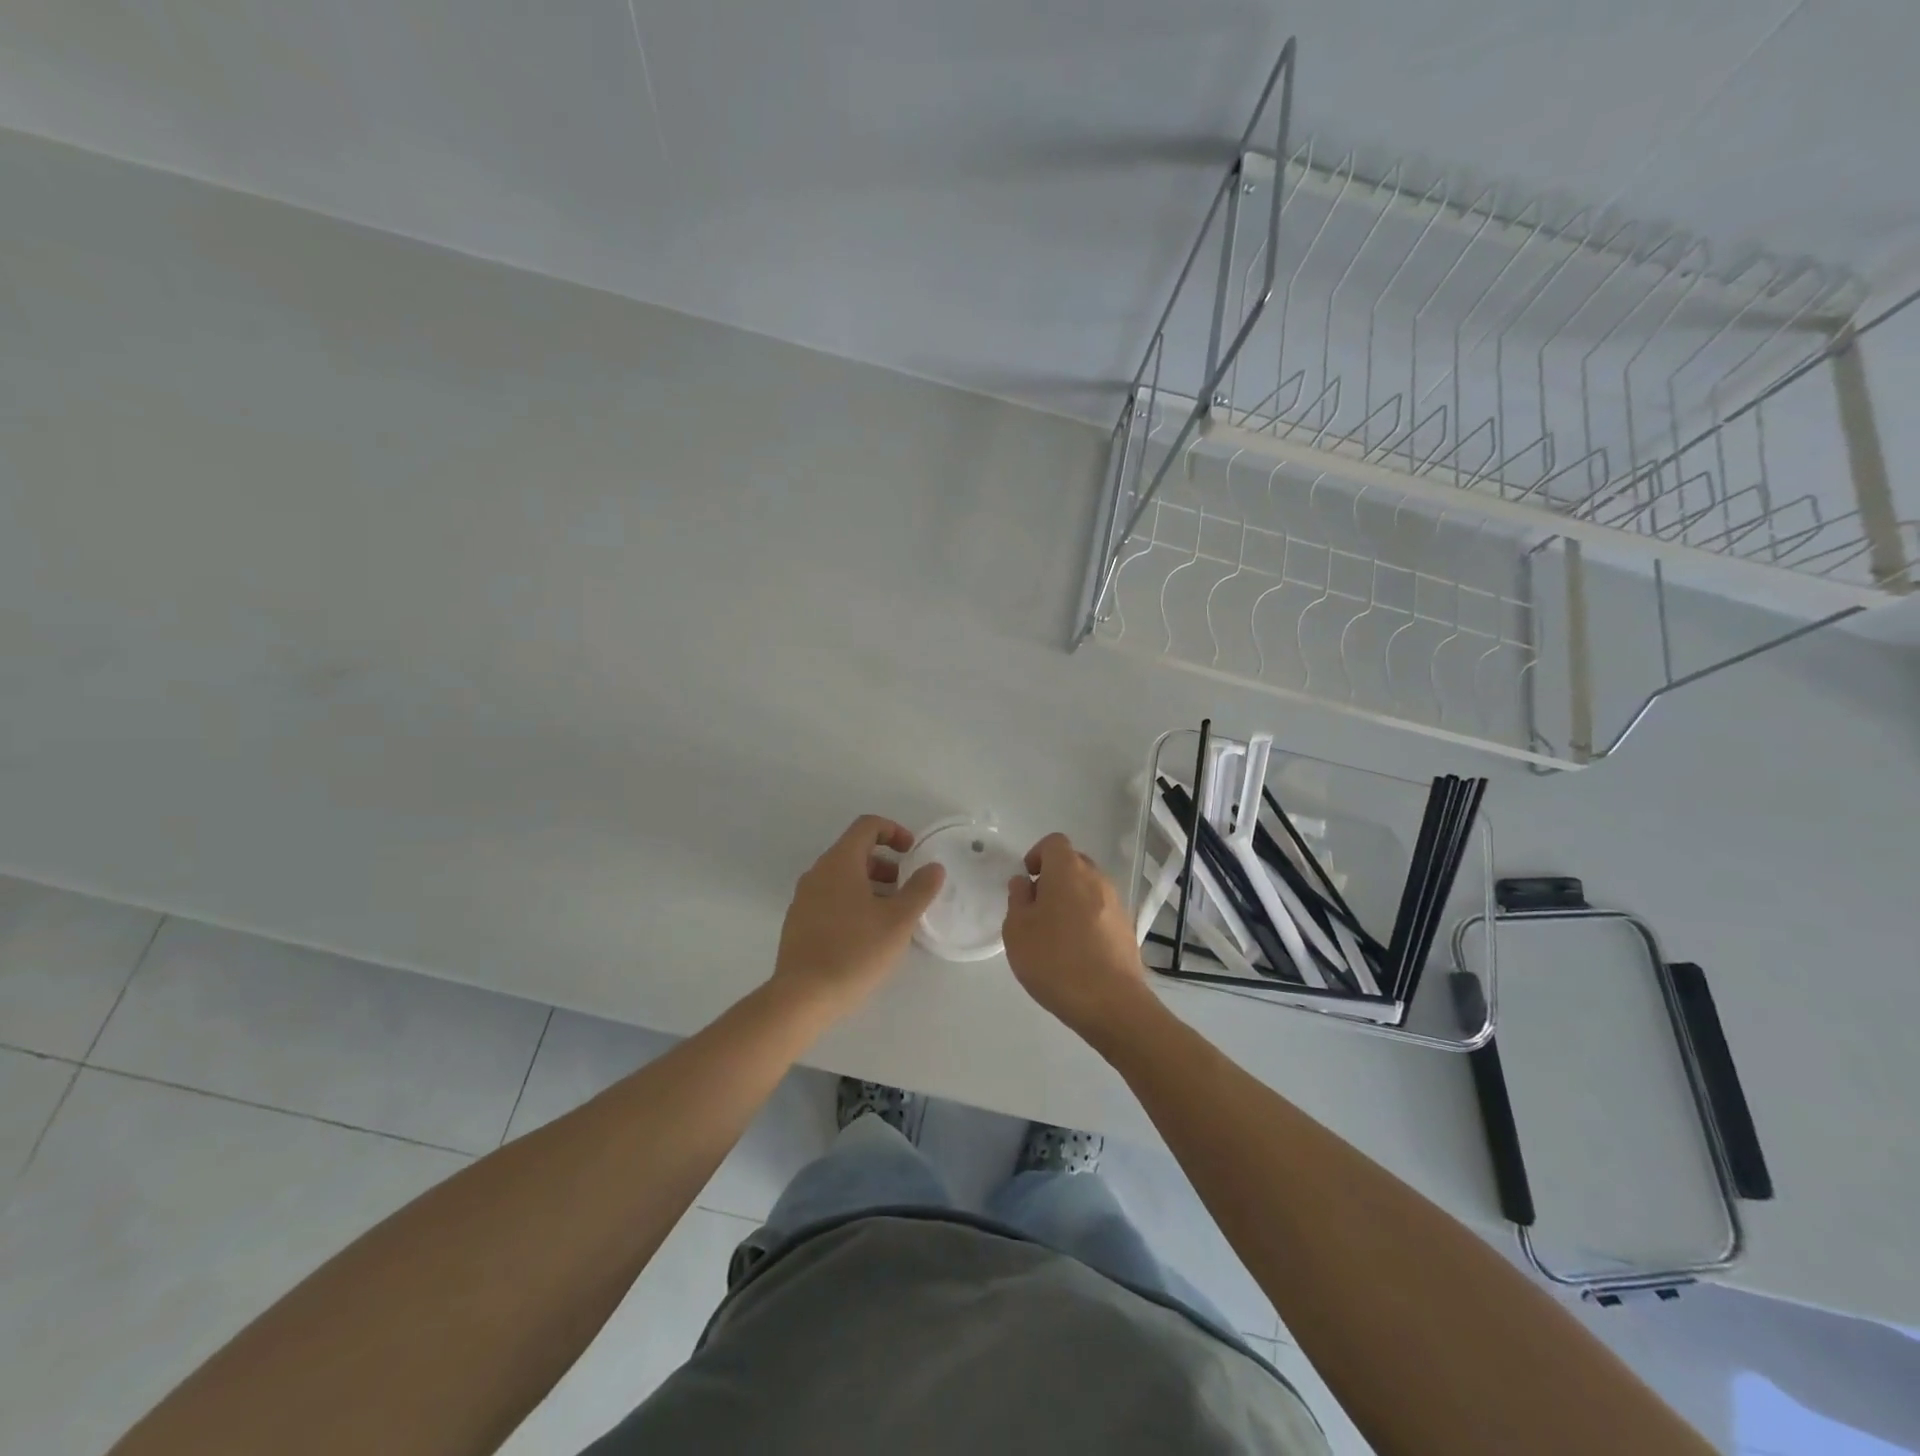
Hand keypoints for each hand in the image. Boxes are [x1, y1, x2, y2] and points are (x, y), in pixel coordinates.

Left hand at [773, 816, 945, 1019]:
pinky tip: (867, 935)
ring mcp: (804, 898)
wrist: (802, 997)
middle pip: (855, 851)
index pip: (867, 826)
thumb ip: (920, 889)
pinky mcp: (798, 922)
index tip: (912, 853)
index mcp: (840, 862)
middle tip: (907, 889)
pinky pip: (830, 898)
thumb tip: (934, 868)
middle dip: (886, 864)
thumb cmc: (854, 951)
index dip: (894, 831)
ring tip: (891, 915)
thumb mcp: (898, 921)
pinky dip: (852, 902)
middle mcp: (818, 872)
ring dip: (871, 885)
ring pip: (842, 877)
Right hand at [1002, 832, 1151, 1037]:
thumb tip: (1024, 883)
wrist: (1111, 1003)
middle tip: (1036, 909)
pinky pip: (1101, 912)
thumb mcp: (1017, 930)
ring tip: (1055, 935)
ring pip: (1089, 889)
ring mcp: (1117, 904)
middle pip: (1073, 864)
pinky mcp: (1127, 929)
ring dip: (1071, 901)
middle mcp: (1097, 879)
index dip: (1036, 855)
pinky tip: (1076, 953)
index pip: (1054, 843)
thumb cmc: (1055, 960)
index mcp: (1068, 871)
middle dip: (1053, 878)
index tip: (1026, 881)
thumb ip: (1018, 899)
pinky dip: (1087, 921)